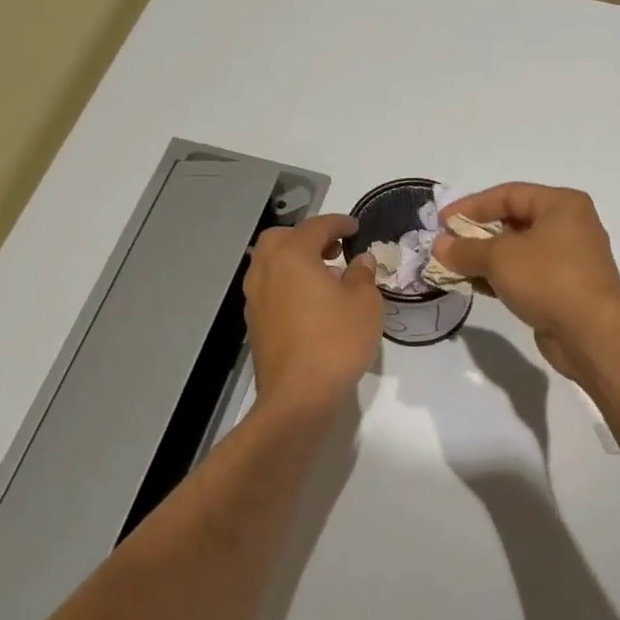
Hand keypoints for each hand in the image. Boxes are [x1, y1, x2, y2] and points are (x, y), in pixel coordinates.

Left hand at [243, 213, 381, 414]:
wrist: (298, 396)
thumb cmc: (336, 341)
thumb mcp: (365, 303)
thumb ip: (362, 275)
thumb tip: (360, 261)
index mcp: (292, 256)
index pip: (316, 227)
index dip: (339, 223)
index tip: (355, 227)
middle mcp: (266, 271)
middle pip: (281, 238)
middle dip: (307, 237)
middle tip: (334, 249)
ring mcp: (255, 298)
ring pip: (270, 264)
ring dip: (295, 260)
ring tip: (325, 276)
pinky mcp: (255, 323)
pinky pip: (270, 288)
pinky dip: (288, 283)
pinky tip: (311, 302)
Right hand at [432, 184, 619, 379]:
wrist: (592, 333)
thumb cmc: (549, 279)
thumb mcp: (500, 258)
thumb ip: (466, 249)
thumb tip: (439, 245)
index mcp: (562, 205)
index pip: (508, 194)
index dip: (472, 205)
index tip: (441, 222)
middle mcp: (570, 226)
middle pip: (514, 221)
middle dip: (477, 233)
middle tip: (447, 245)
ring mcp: (569, 259)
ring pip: (519, 251)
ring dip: (486, 258)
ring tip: (454, 267)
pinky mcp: (565, 288)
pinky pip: (527, 274)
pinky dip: (502, 277)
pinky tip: (475, 286)